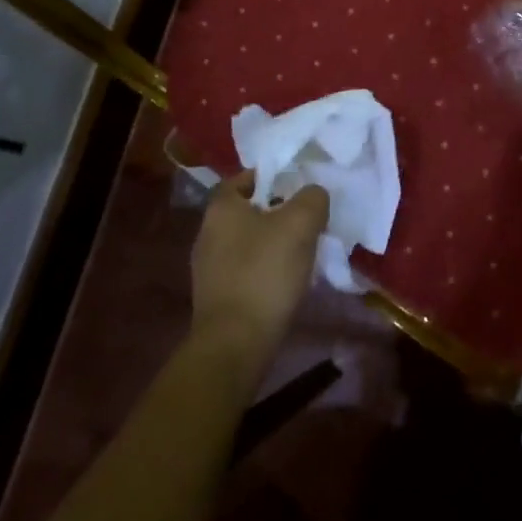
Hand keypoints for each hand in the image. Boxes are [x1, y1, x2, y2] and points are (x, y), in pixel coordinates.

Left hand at [190, 172, 328, 365]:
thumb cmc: (265, 273)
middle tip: (309, 219)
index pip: (245, 178)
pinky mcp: (217, 296)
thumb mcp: (300, 223)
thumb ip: (312, 198)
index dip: (273, 178)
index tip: (299, 186)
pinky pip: (247, 270)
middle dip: (278, 212)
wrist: (235, 343)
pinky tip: (288, 281)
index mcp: (221, 208)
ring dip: (274, 243)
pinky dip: (266, 269)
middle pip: (249, 211)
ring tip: (305, 251)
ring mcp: (208, 268)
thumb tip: (314, 195)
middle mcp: (207, 233)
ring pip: (249, 242)